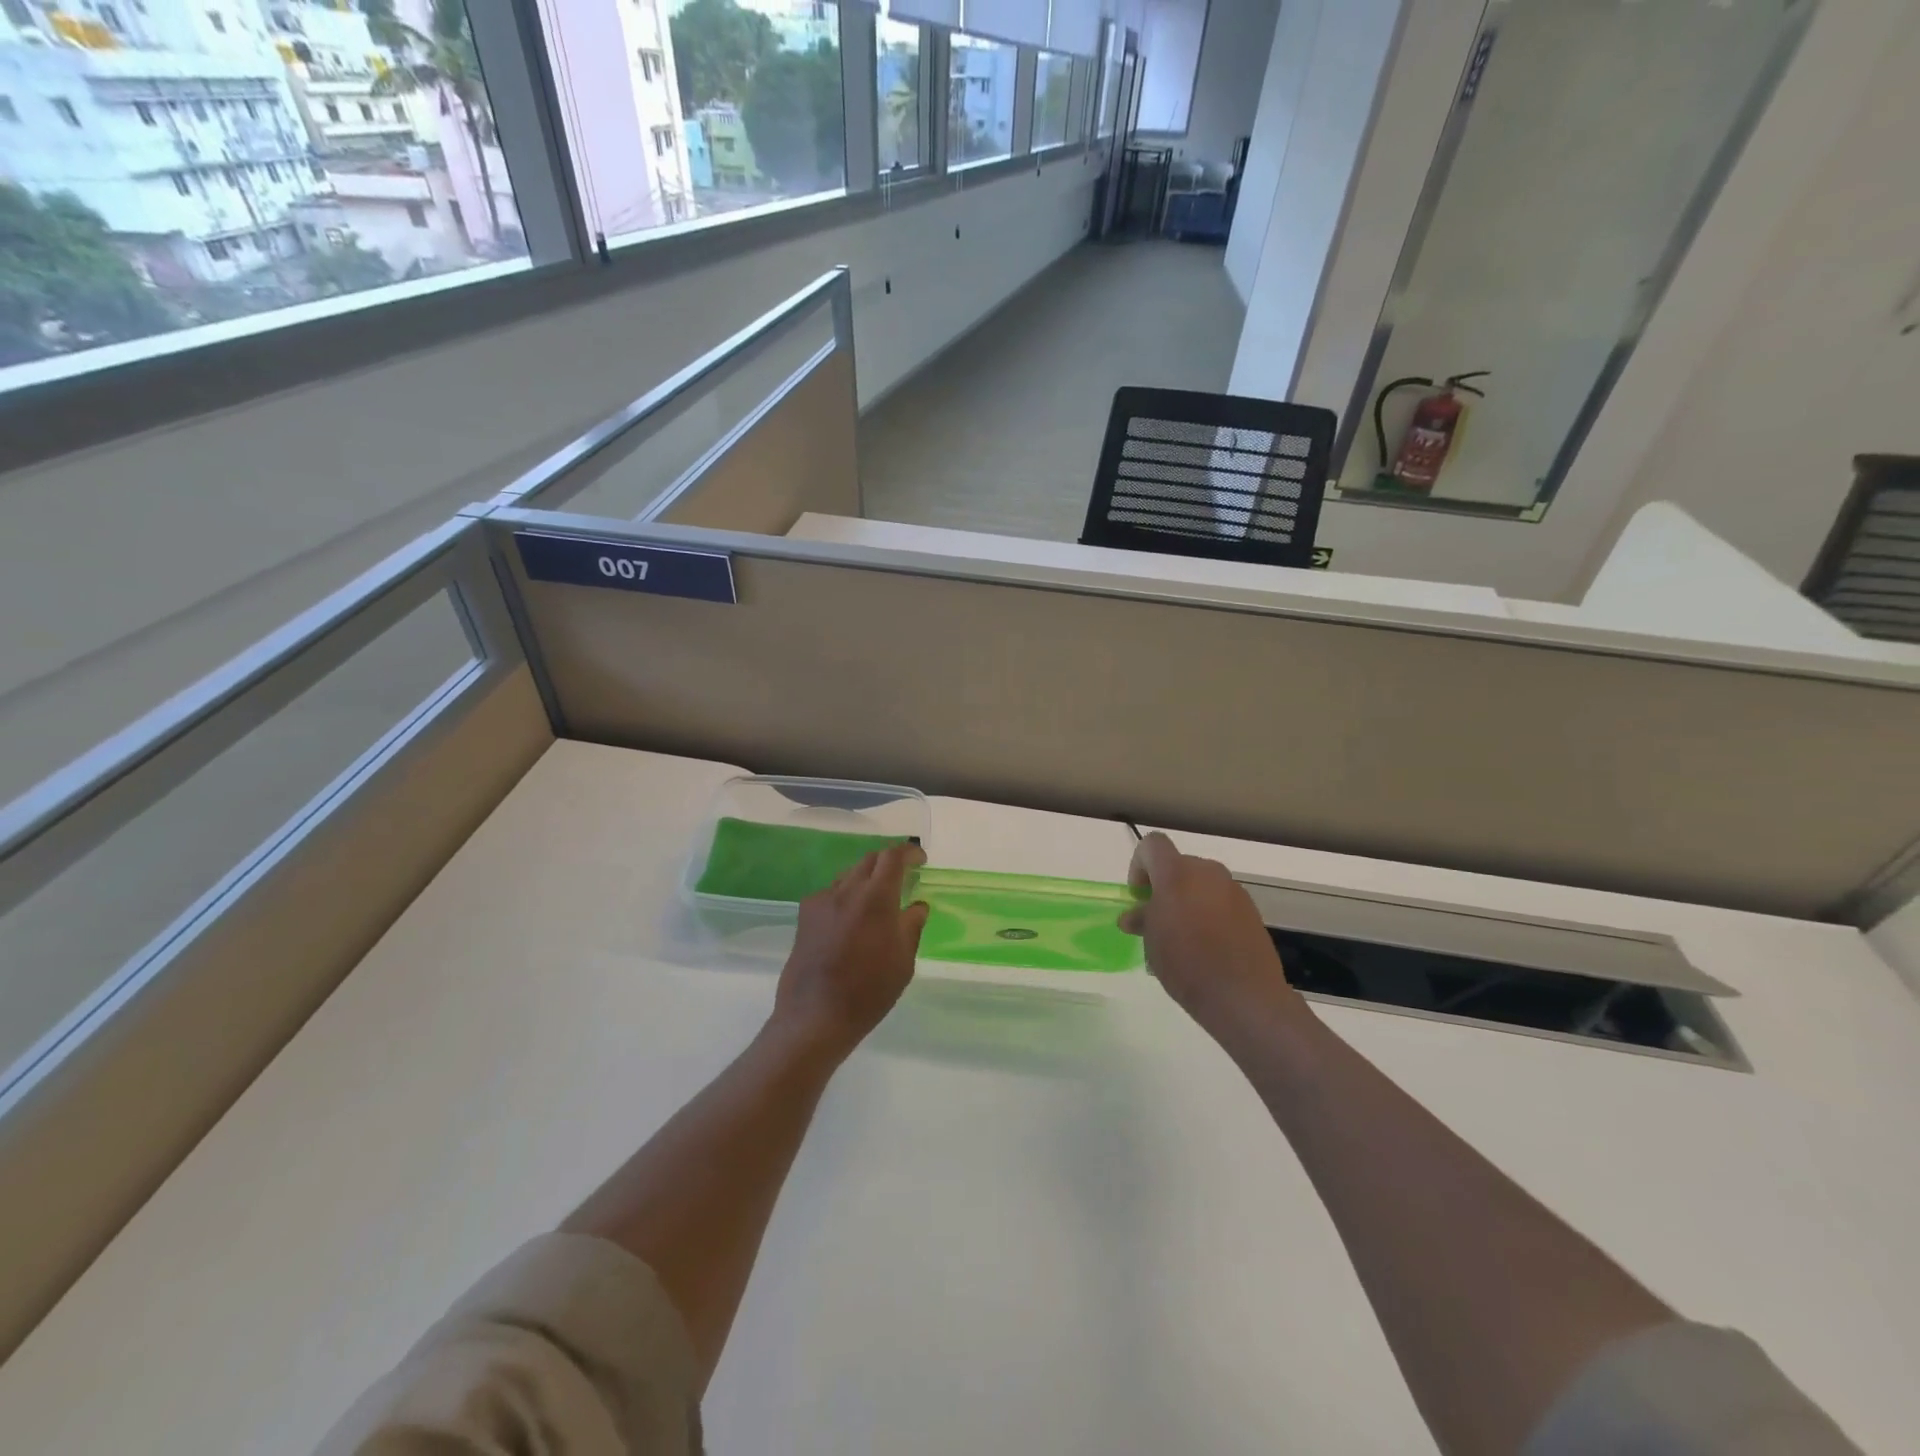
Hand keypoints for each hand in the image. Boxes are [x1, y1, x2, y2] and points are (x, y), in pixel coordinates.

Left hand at [772, 843, 929, 1057]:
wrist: (816, 1015)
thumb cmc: (869, 990)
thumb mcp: (903, 961)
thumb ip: (911, 926)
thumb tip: (917, 906)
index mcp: (876, 898)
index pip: (893, 856)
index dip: (908, 852)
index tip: (920, 859)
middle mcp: (847, 890)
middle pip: (869, 860)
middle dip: (888, 863)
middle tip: (902, 878)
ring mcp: (822, 901)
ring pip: (848, 876)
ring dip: (865, 880)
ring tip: (876, 902)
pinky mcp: (805, 916)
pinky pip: (831, 894)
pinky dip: (846, 897)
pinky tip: (849, 922)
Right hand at [1120, 832, 1305, 1039]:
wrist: (1244, 996)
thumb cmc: (1186, 964)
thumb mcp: (1152, 942)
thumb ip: (1143, 919)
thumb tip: (1135, 916)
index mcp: (1177, 873)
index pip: (1152, 845)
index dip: (1139, 866)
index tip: (1139, 898)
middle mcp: (1207, 872)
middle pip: (1178, 865)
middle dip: (1164, 887)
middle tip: (1157, 920)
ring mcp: (1233, 890)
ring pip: (1201, 884)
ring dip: (1187, 900)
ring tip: (1183, 937)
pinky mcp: (1250, 910)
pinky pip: (1220, 901)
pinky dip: (1209, 913)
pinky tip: (1208, 946)